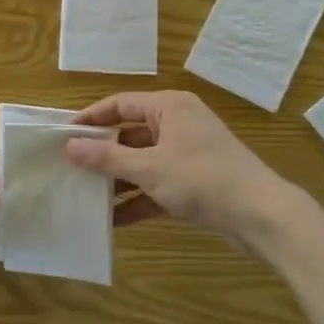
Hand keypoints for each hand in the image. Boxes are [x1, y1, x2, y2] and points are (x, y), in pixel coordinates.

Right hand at [63, 91, 285, 242]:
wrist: (260, 215)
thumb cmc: (201, 178)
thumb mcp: (149, 167)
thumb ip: (107, 157)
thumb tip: (70, 146)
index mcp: (169, 108)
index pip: (120, 104)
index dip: (91, 117)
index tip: (63, 135)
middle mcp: (178, 124)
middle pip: (130, 134)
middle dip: (101, 153)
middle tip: (69, 166)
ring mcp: (187, 154)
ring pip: (142, 162)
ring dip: (117, 179)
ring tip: (84, 194)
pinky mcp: (194, 182)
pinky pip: (156, 185)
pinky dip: (137, 199)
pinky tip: (112, 220)